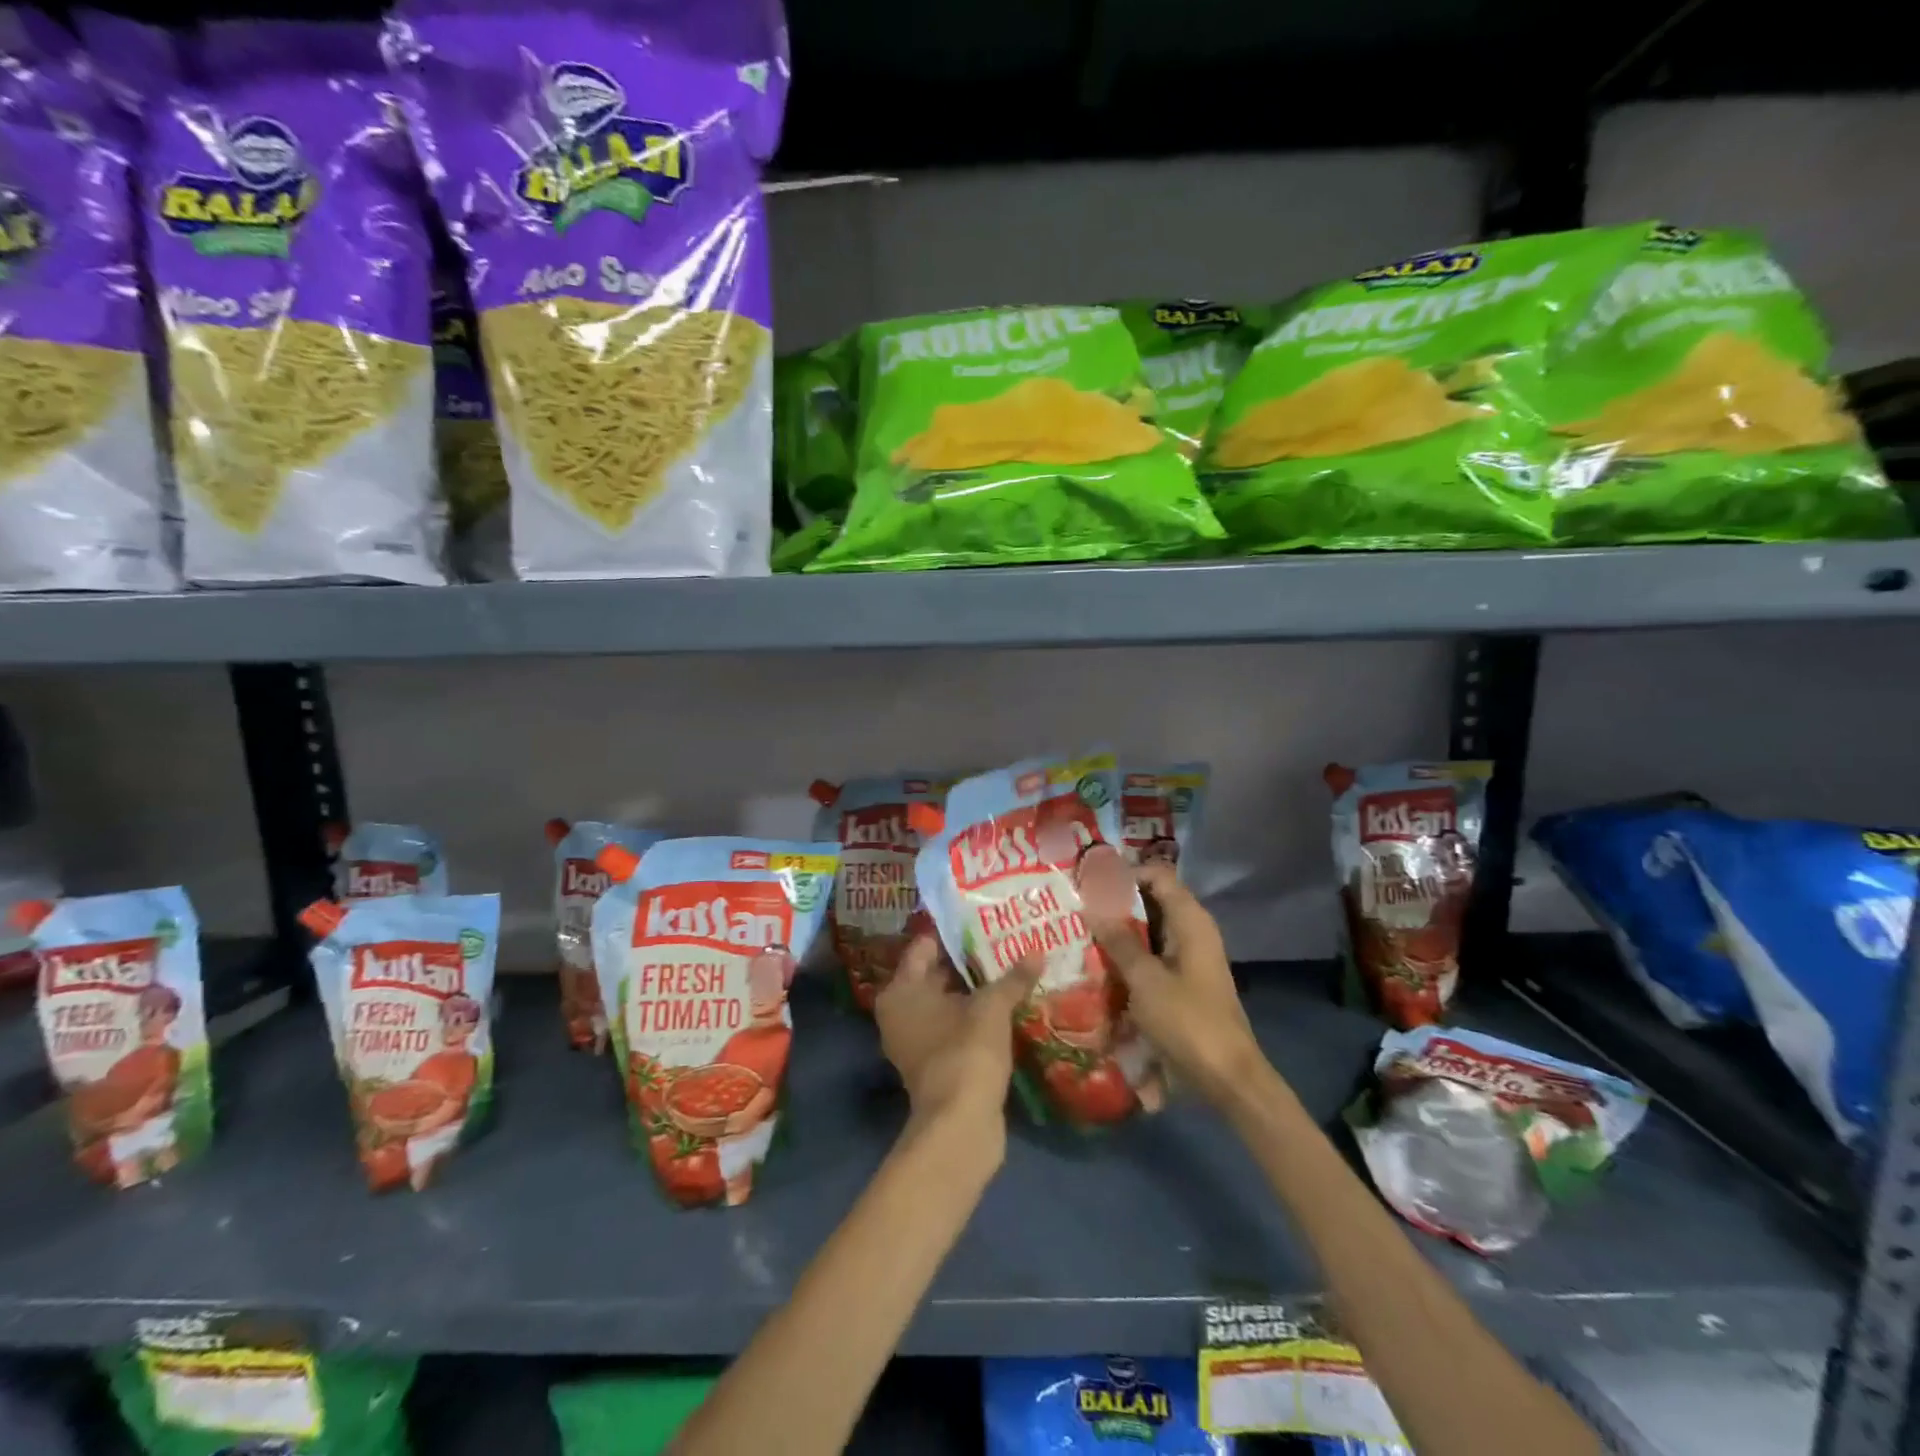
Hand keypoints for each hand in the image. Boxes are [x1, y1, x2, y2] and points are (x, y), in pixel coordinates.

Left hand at [874, 935, 1039, 1132]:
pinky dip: (975, 1017)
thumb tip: (1037, 951)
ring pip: (948, 1002)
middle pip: (935, 974)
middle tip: (1004, 941)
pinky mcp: (935, 1064)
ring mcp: (915, 1041)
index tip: (983, 920)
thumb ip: (1012, 978)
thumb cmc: (965, 1051)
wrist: (960, 1126)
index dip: (953, 933)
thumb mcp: (992, 1008)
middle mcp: (900, 1012)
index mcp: (900, 991)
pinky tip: (1007, 1006)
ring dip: (975, 991)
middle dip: (969, 961)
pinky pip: (955, 1027)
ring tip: (1011, 968)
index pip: (924, 947)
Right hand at [1091, 861, 1265, 1106]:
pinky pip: (1154, 953)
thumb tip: (1091, 905)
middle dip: (1116, 902)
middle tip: (1078, 906)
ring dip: (1121, 929)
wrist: (1228, 1077)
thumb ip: (1119, 941)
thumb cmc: (1187, 1021)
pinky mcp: (1185, 980)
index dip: (1124, 873)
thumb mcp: (1145, 979)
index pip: (1157, 875)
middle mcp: (1193, 930)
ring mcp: (1191, 956)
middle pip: (1153, 900)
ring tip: (1081, 932)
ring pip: (1151, 928)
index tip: (1089, 883)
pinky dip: (1131, 953)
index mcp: (1190, 920)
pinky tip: (1102, 963)